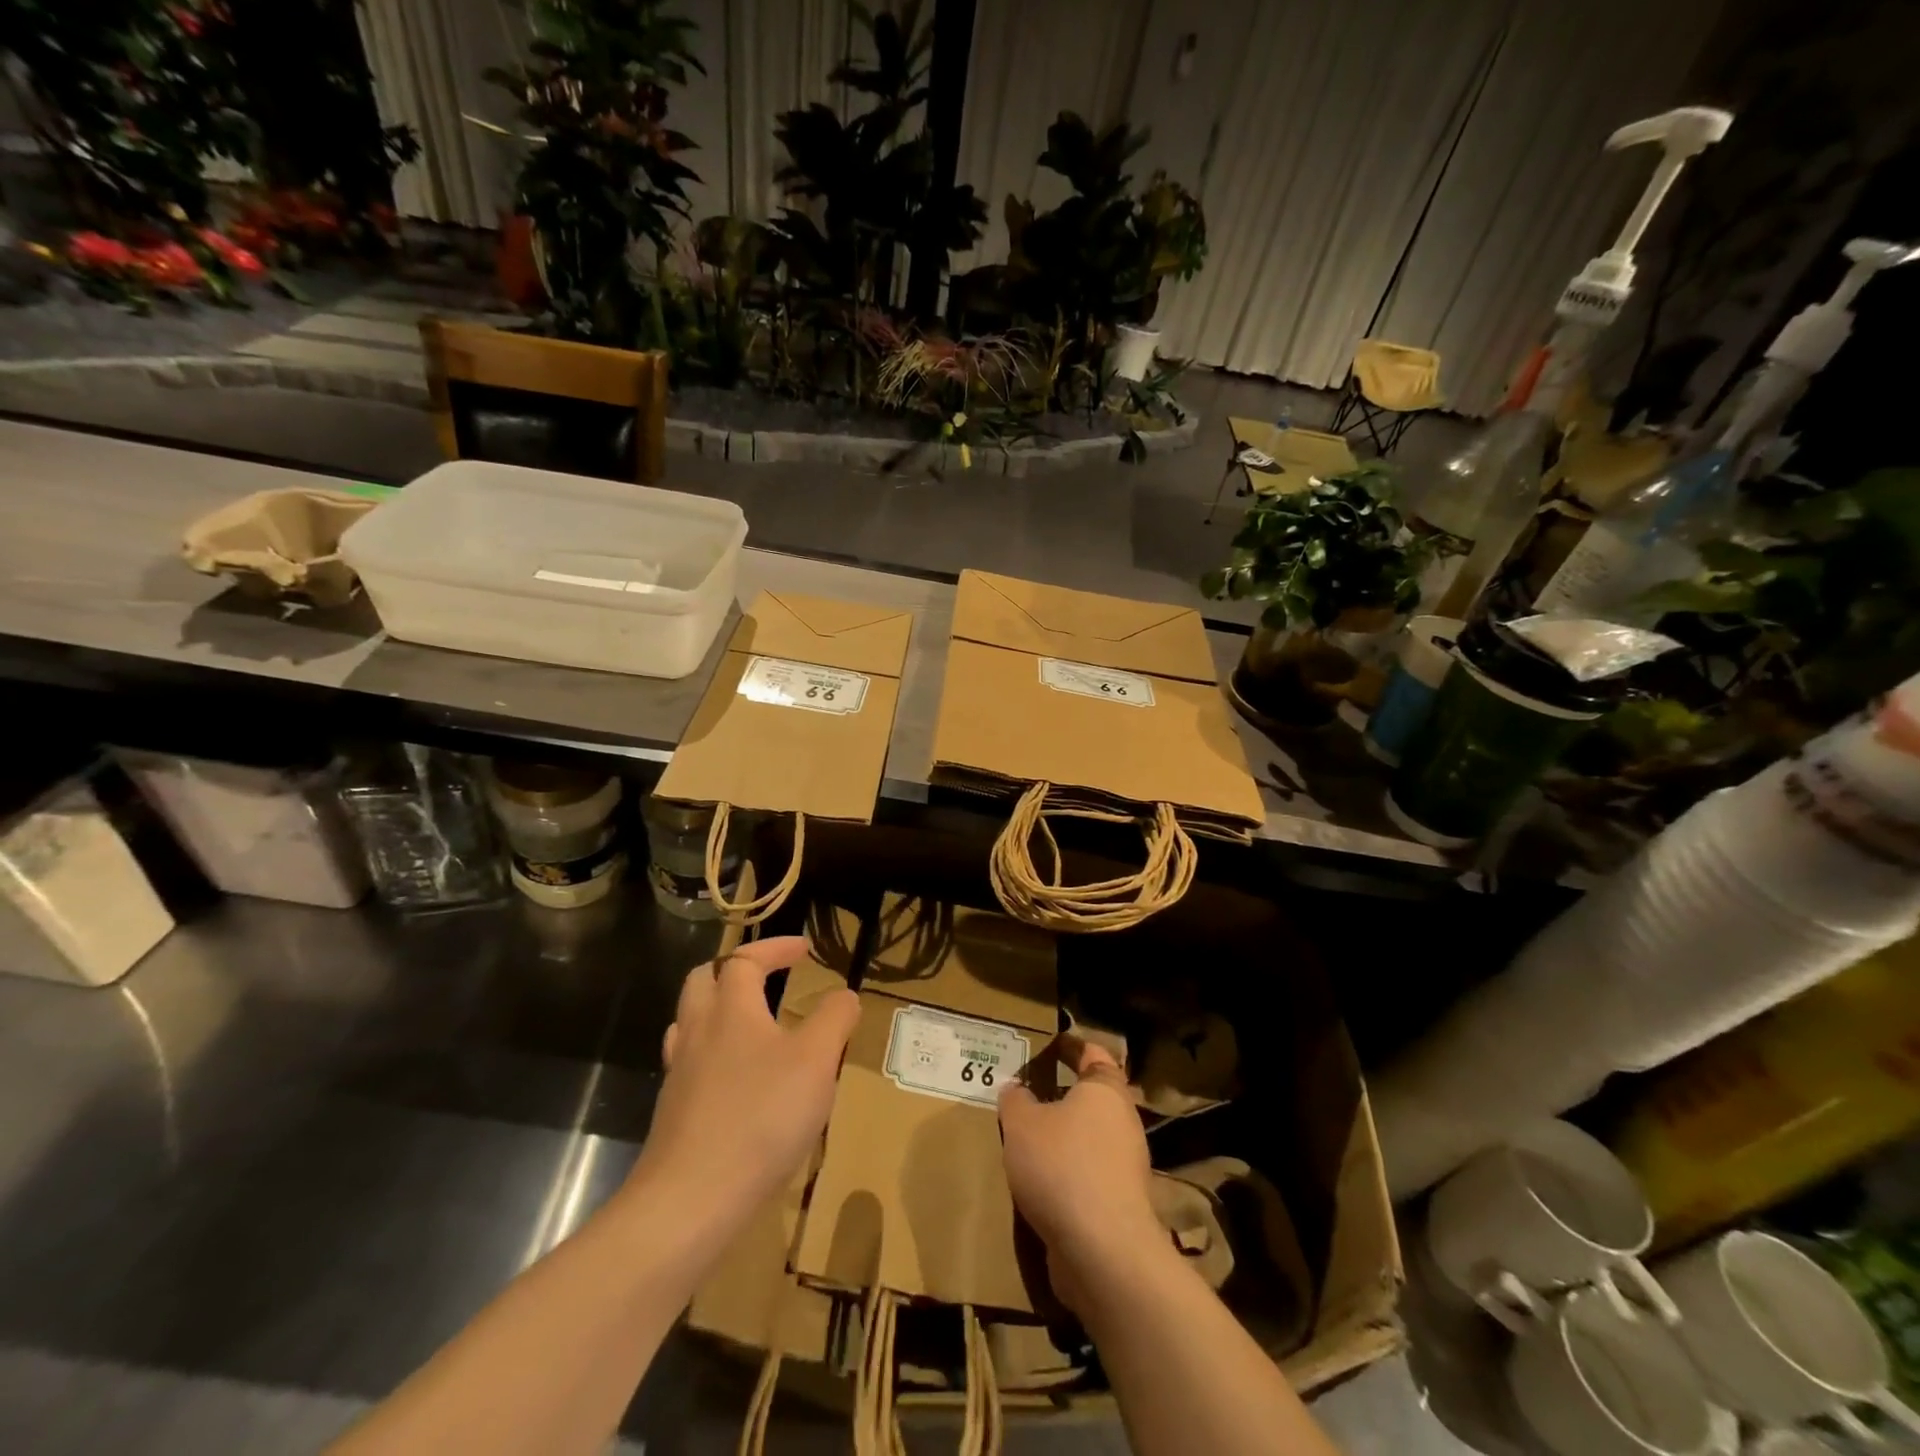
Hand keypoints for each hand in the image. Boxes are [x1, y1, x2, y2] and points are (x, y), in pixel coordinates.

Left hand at [634, 936, 859, 1226]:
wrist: (689, 1201)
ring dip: (718, 1009)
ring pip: (689, 1021)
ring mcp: (679, 1073)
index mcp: (731, 1009)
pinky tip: (735, 1080)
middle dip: (734, 969)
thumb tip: (844, 995)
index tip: (805, 949)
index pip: (745, 958)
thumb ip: (834, 1019)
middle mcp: (698, 1031)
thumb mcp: (817, 1061)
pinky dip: (712, 1054)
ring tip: (750, 1024)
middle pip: (703, 980)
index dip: (775, 947)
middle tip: (767, 977)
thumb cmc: (760, 1117)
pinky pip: (689, 1063)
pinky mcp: (672, 1112)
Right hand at [999, 1035, 1165, 1316]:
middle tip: (1027, 1094)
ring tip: (1026, 1142)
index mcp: (1105, 1090)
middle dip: (1063, 1097)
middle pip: (1093, 1099)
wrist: (1103, 1251)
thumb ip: (1015, 1101)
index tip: (1049, 1045)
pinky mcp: (1121, 1205)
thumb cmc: (1062, 1166)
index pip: (1093, 1054)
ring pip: (1090, 1140)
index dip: (1071, 1047)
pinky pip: (1089, 1178)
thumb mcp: (1022, 1124)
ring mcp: (1126, 1166)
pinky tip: (1040, 1185)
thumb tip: (1015, 1088)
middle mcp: (1123, 1122)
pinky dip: (1067, 1176)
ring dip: (1063, 1140)